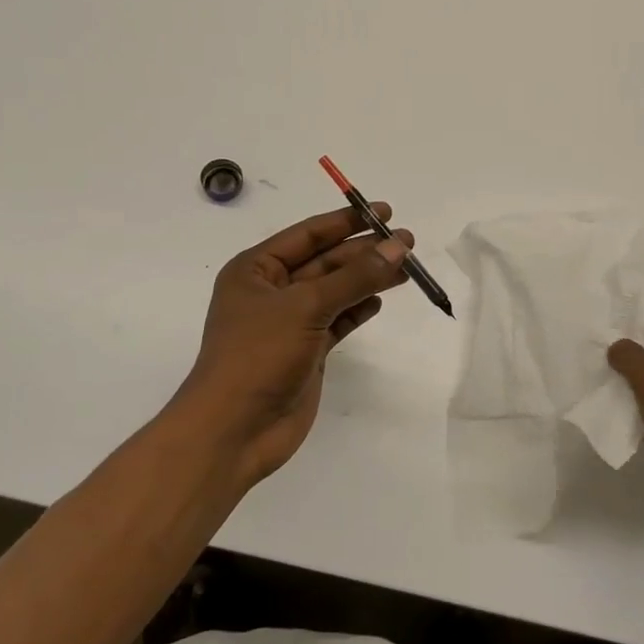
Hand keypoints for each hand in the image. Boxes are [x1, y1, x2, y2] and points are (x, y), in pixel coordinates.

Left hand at [173, 204, 411, 483]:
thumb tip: (399, 246)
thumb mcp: (306, 306)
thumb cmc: (258, 355)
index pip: (308, 234)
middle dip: (364, 252)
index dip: (346, 221)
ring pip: (336, 291)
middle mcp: (271, 291)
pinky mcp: (307, 351)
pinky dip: (358, 309)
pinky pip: (338, 320)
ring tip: (407, 268)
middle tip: (408, 242)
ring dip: (368, 279)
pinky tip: (380, 299)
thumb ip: (355, 276)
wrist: (234, 431)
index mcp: (256, 270)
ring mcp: (290, 323)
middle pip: (326, 262)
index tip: (384, 212)